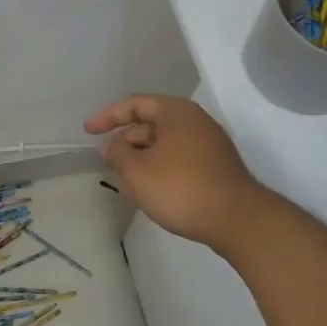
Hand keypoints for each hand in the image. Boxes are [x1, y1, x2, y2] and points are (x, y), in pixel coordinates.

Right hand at [83, 94, 266, 247]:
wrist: (238, 221)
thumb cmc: (182, 188)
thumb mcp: (137, 171)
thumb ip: (118, 153)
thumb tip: (116, 148)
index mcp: (176, 112)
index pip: (134, 104)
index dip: (107, 116)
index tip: (88, 132)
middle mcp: (194, 121)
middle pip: (149, 124)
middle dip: (125, 144)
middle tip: (109, 165)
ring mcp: (209, 144)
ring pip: (164, 145)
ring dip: (142, 161)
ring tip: (127, 185)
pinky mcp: (216, 167)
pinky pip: (178, 160)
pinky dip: (160, 171)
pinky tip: (151, 194)